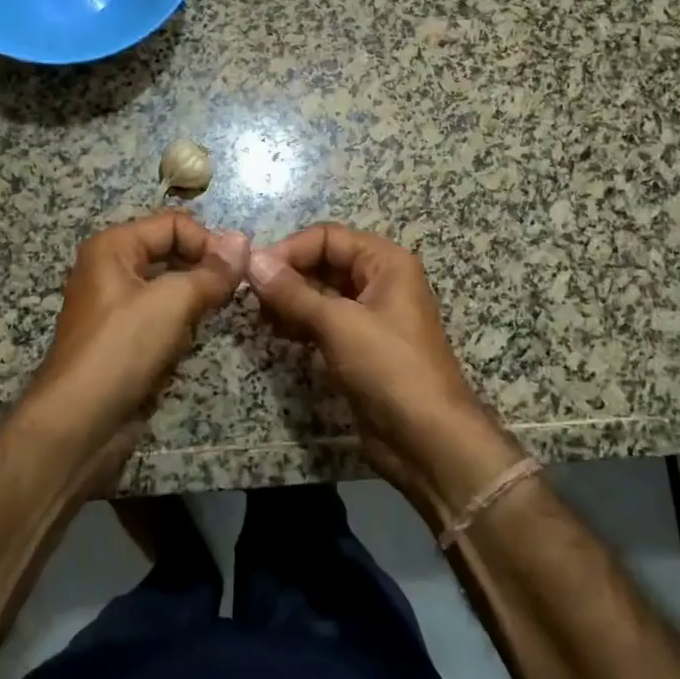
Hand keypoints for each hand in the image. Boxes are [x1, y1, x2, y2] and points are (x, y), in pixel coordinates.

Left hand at [26, 212, 250, 475]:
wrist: (79, 425)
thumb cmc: (122, 349)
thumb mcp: (173, 301)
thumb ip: (212, 271)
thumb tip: (244, 240)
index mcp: (113, 247)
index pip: (173, 223)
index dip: (208, 241)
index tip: (239, 269)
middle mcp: (111, 269)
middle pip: (171, 251)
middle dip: (205, 266)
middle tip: (236, 289)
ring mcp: (115, 307)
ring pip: (169, 286)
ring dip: (197, 295)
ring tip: (221, 310)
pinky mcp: (123, 340)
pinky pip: (161, 316)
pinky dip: (183, 321)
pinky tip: (197, 337)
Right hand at [246, 225, 521, 519]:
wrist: (428, 440)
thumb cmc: (389, 368)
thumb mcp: (338, 324)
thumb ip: (292, 292)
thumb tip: (253, 261)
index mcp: (385, 262)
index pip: (328, 237)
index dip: (290, 249)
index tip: (254, 272)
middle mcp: (380, 281)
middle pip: (324, 263)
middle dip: (288, 276)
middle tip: (251, 297)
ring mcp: (371, 316)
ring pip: (322, 294)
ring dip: (290, 301)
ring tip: (260, 317)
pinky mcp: (360, 347)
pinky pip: (325, 322)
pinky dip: (301, 323)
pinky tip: (277, 334)